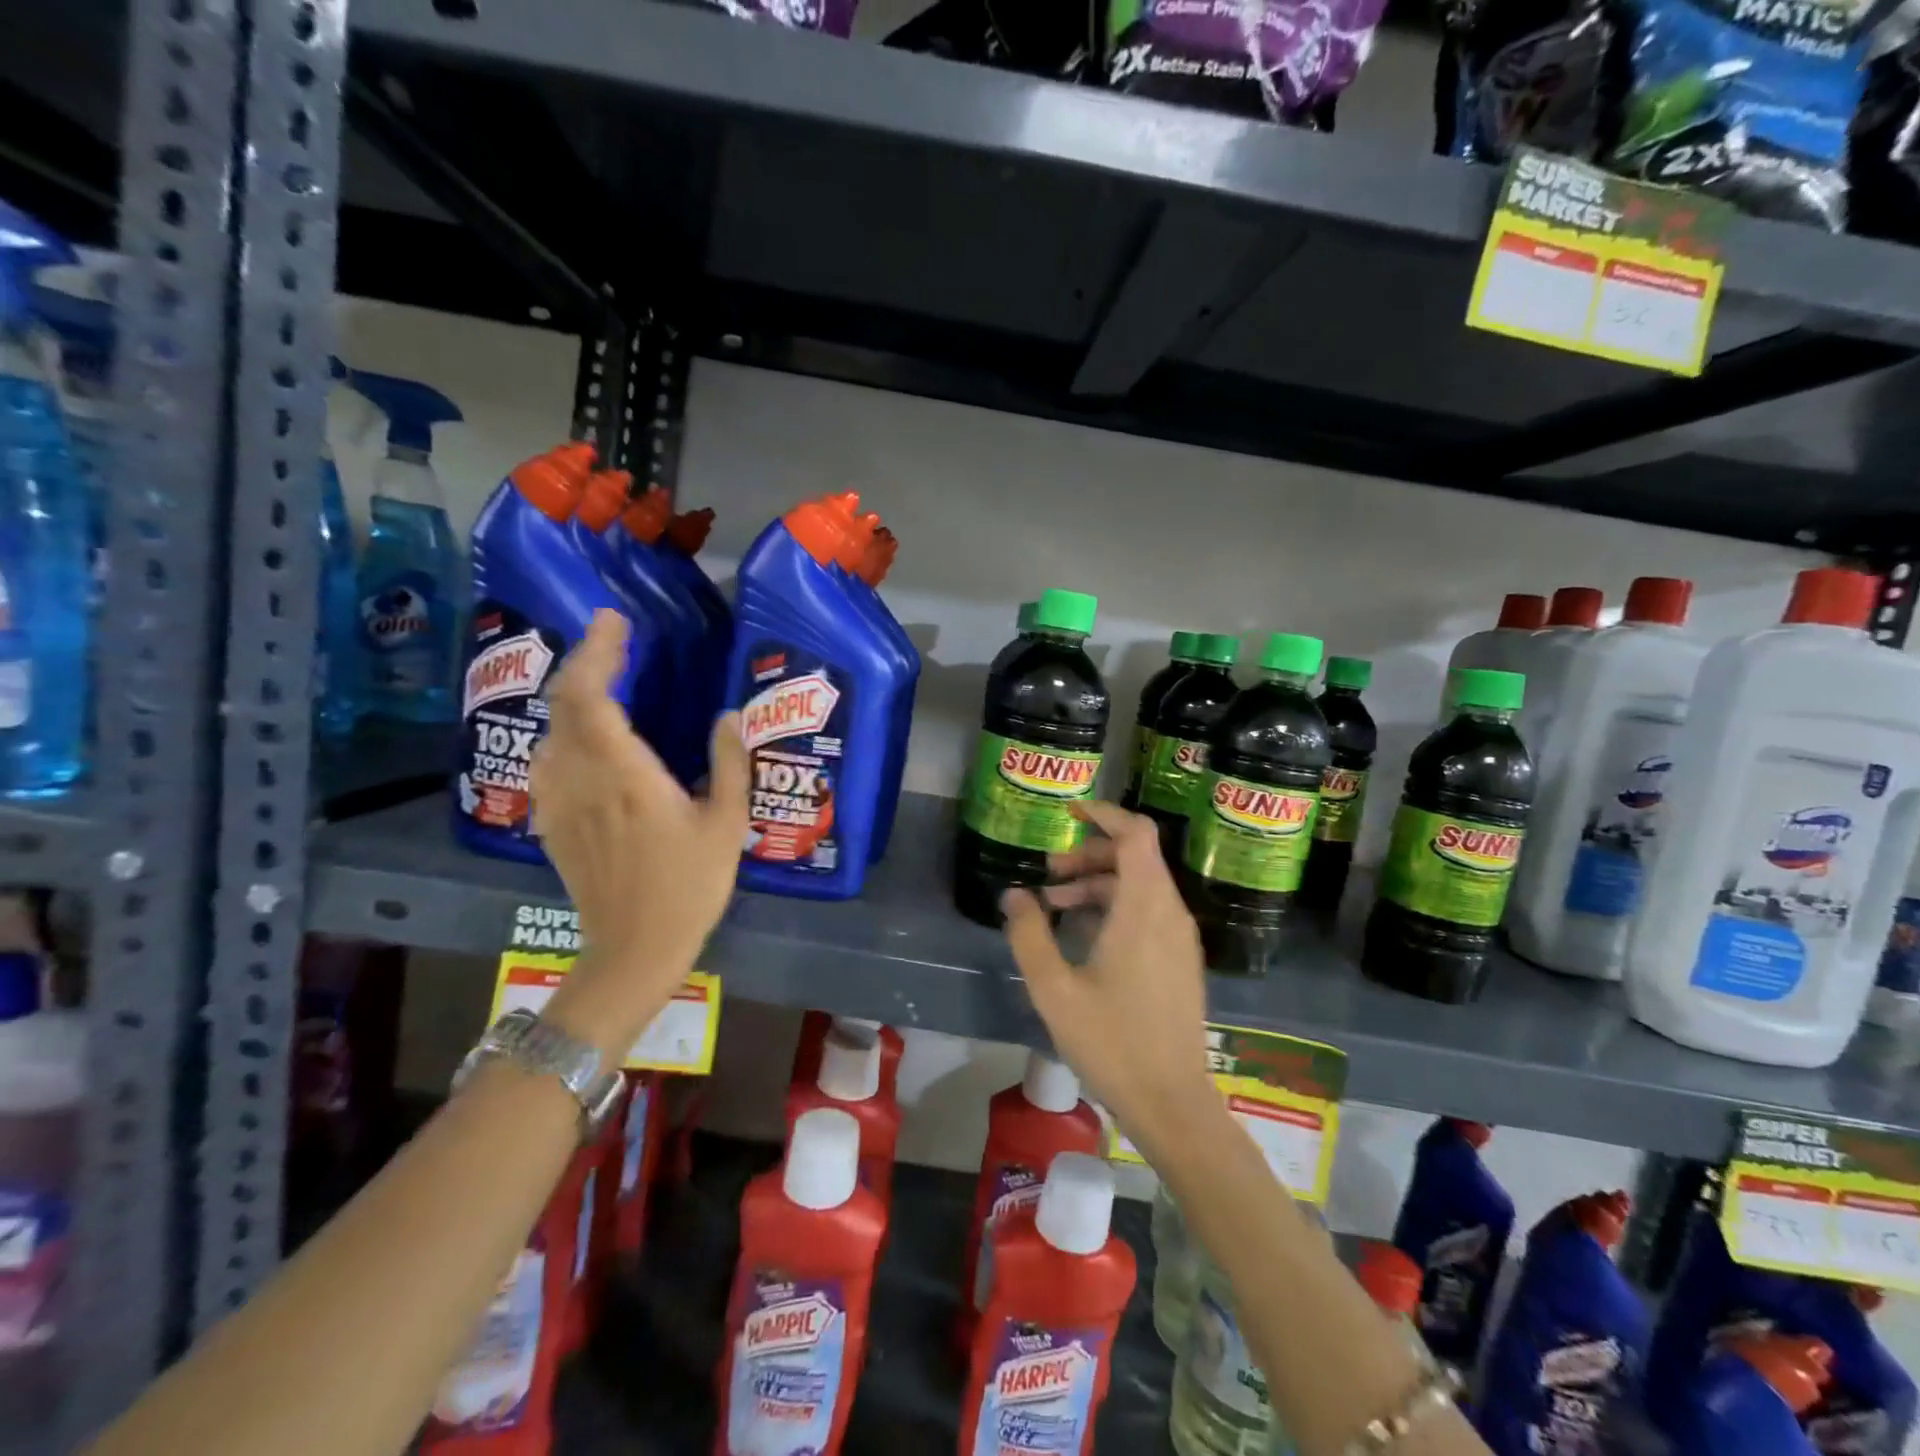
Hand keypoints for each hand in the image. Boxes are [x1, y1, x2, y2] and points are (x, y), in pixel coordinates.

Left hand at [528, 610, 747, 1053]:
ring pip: (550, 731)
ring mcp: (558, 802)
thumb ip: (730, 764)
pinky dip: (563, 733)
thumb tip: (729, 715)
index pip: (590, 696)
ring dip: (571, 697)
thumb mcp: (727, 825)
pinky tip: (585, 739)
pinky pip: (547, 761)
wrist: (634, 951)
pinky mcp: (552, 822)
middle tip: (614, 641)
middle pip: (563, 705)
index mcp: (624, 775)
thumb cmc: (689, 887)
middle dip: (584, 663)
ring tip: (602, 681)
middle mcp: (581, 779)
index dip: (596, 652)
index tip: (614, 622)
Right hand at [1001, 801, 1217, 1154]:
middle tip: (1049, 871)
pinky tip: (1083, 935)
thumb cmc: (1112, 1041)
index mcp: (1144, 908)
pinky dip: (1115, 905)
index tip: (1067, 813)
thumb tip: (1013, 893)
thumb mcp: (1054, 989)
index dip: (1104, 814)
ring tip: (1055, 905)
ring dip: (1098, 881)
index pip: (1136, 834)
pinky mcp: (1179, 959)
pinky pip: (1148, 910)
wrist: (1171, 1101)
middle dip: (1090, 852)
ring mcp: (1179, 937)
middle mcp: (1169, 912)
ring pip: (1141, 884)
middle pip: (1135, 856)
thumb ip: (1029, 934)